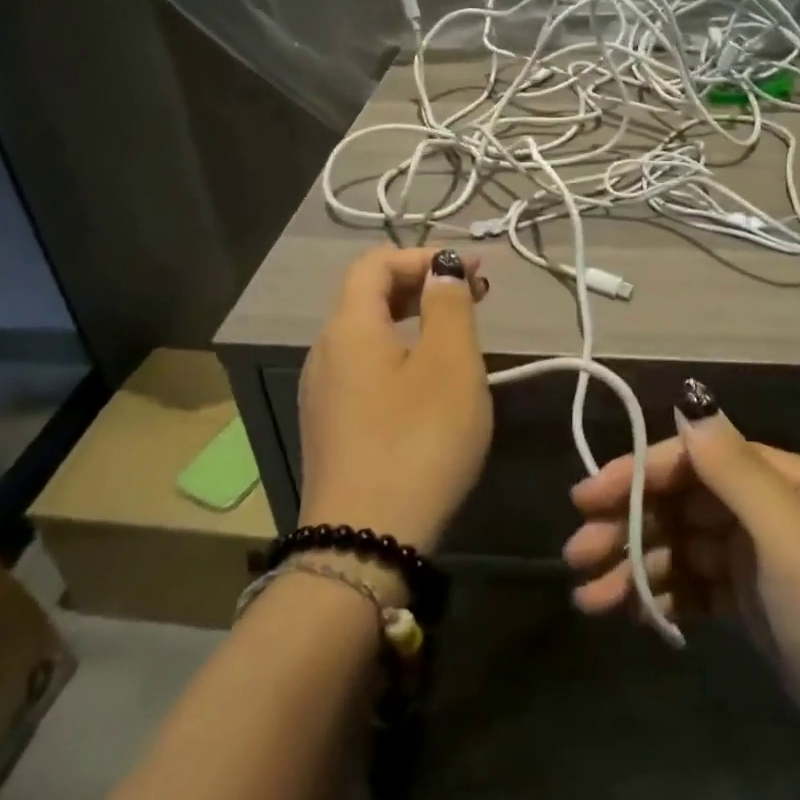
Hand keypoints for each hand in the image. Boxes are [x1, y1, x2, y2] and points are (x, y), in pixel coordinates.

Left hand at [298, 246, 491, 551]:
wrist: (365, 544)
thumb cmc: (419, 441)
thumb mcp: (450, 364)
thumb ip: (448, 305)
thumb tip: (440, 268)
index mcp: (349, 328)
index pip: (376, 263)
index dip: (423, 255)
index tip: (472, 269)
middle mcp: (326, 352)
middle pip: (369, 296)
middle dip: (423, 286)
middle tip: (475, 296)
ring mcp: (324, 394)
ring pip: (369, 335)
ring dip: (414, 321)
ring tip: (459, 336)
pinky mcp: (332, 428)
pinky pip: (367, 370)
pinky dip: (401, 356)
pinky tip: (431, 384)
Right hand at [564, 379, 799, 799]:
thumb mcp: (793, 539)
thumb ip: (736, 470)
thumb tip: (689, 404)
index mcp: (784, 481)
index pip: (695, 459)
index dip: (638, 473)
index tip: (586, 500)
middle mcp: (772, 511)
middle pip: (684, 503)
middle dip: (629, 524)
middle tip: (577, 556)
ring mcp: (766, 563)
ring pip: (686, 549)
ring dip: (639, 566)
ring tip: (593, 600)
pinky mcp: (762, 611)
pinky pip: (701, 590)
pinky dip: (668, 597)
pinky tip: (638, 616)